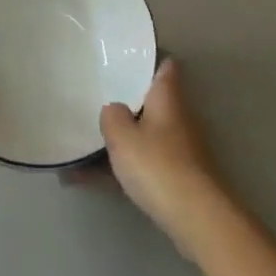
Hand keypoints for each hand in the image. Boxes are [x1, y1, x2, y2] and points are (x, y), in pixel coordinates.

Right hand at [99, 59, 231, 257]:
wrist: (195, 218)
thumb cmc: (157, 165)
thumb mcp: (122, 136)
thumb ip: (112, 116)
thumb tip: (113, 109)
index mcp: (167, 99)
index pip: (165, 67)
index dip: (149, 59)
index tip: (126, 57)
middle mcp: (176, 119)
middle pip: (151, 102)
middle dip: (126, 102)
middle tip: (96, 97)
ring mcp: (178, 150)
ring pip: (143, 136)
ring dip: (118, 140)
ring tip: (80, 144)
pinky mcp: (175, 179)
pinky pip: (140, 165)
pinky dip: (118, 169)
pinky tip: (85, 179)